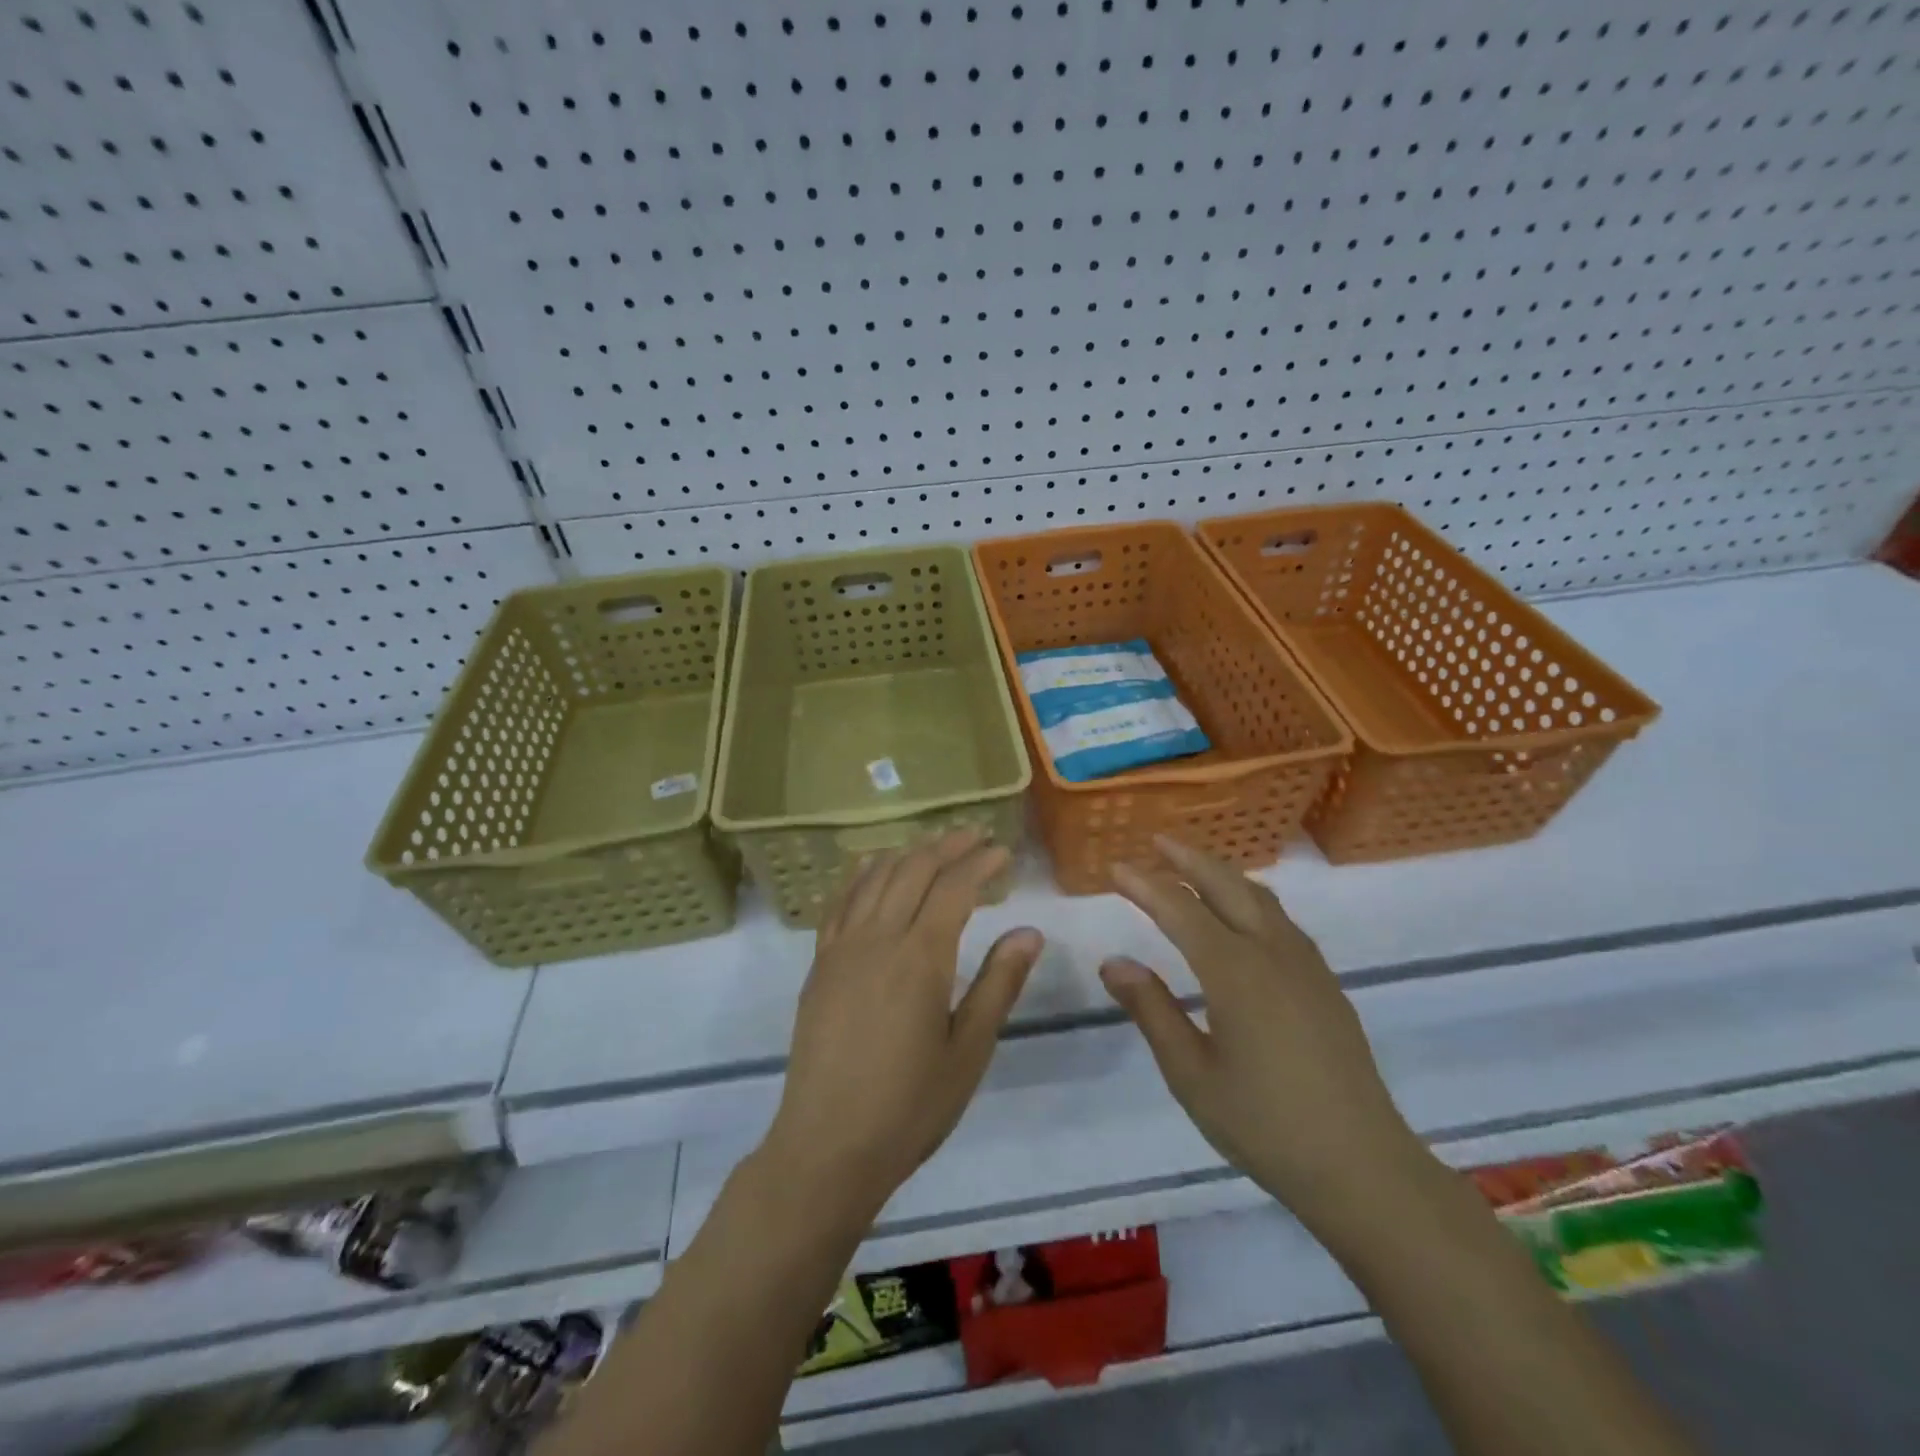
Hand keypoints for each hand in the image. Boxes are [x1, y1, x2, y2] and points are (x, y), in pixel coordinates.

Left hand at [760, 829, 1044, 1227]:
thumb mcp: (969, 1050)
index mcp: (920, 958)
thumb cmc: (910, 1106)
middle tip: (975, 835)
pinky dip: (860, 875)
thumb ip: (999, 984)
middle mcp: (878, 939)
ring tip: (933, 844)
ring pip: (875, 878)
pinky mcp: (819, 964)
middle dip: (947, 846)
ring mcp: (841, 948)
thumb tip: (1030, 932)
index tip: (1002, 851)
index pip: (954, 888)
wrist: (827, 1146)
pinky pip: (839, 902)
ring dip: (907, 854)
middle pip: (913, 870)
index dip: (980, 863)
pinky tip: (871, 867)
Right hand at [1100, 837, 1422, 1230]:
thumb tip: (1114, 962)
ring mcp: (1306, 965)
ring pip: (1259, 897)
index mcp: (1235, 972)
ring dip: (1222, 873)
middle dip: (1189, 858)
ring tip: (1194, 866)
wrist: (1362, 1167)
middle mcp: (1272, 953)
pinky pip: (1281, 919)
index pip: (1180, 910)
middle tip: (1157, 841)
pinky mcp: (1325, 983)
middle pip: (1227, 886)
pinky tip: (1243, 914)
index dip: (1145, 885)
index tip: (1114, 866)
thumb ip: (1152, 1011)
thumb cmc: (1265, 1125)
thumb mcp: (1191, 1074)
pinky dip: (1250, 898)